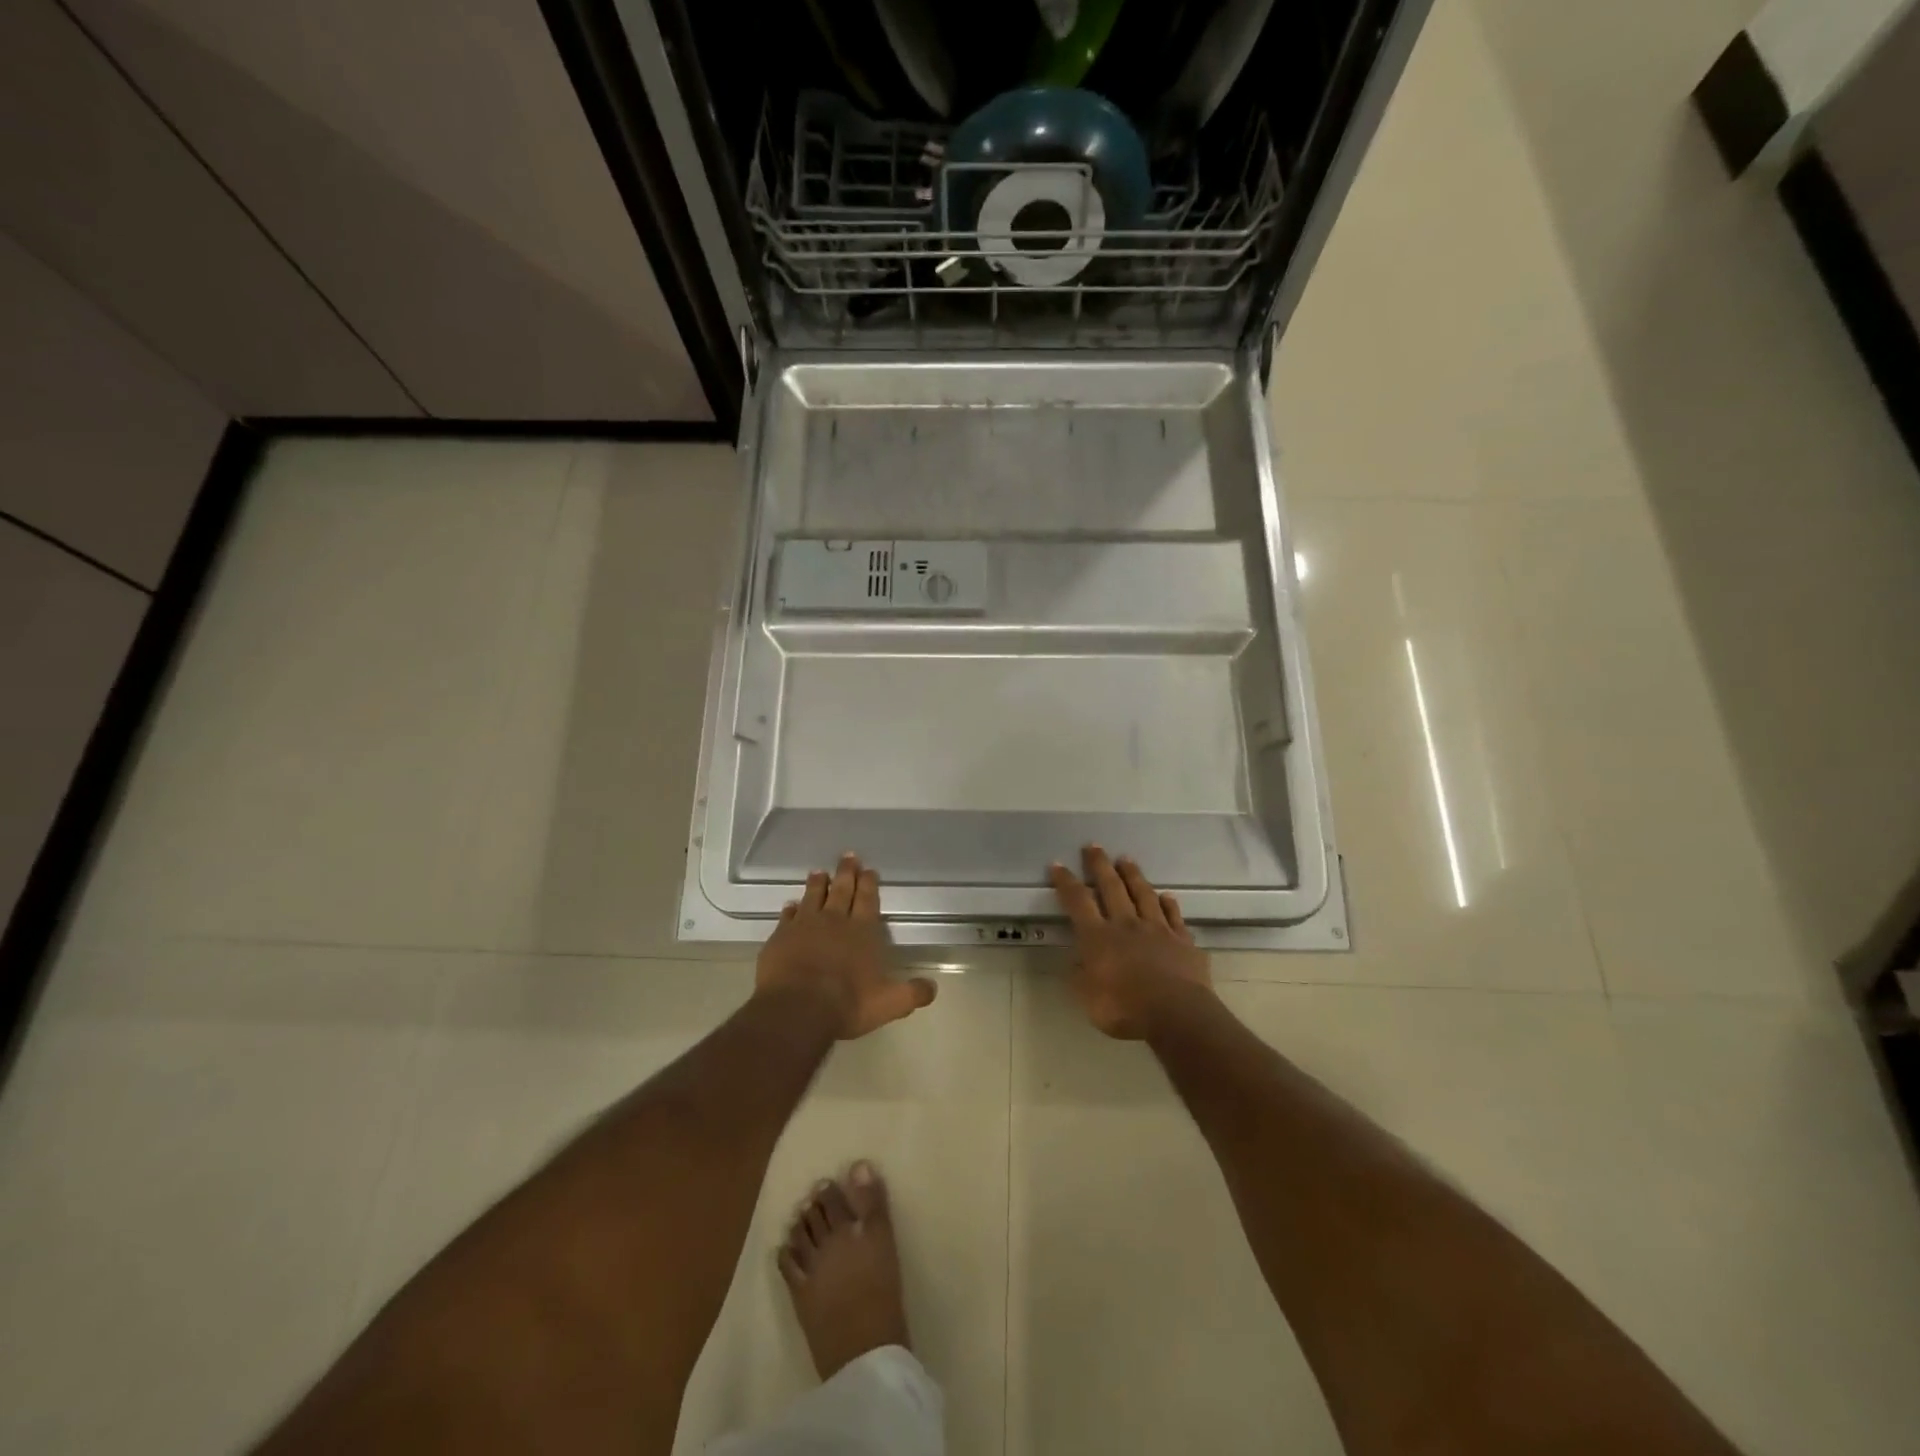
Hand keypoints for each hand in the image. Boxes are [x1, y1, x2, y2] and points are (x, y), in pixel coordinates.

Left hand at [756, 854, 936, 1039]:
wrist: (797, 1009)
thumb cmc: (847, 1004)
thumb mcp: (889, 1004)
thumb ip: (912, 993)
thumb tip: (932, 988)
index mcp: (862, 931)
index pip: (867, 900)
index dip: (868, 884)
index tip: (869, 869)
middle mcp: (834, 921)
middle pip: (841, 890)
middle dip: (846, 873)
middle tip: (848, 856)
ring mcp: (804, 926)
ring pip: (813, 897)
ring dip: (818, 884)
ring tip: (819, 871)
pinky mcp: (780, 937)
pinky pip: (787, 916)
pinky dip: (791, 909)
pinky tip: (791, 905)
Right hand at [1049, 846, 1212, 1039]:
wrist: (1177, 1014)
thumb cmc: (1125, 1009)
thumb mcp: (1089, 1000)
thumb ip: (1080, 978)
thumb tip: (1076, 962)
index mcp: (1099, 938)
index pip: (1078, 902)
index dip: (1066, 882)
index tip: (1057, 865)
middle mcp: (1126, 925)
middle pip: (1111, 888)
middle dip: (1100, 866)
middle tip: (1094, 846)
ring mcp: (1157, 930)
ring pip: (1143, 895)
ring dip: (1133, 876)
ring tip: (1126, 859)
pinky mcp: (1182, 941)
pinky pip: (1174, 916)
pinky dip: (1169, 904)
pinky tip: (1167, 896)